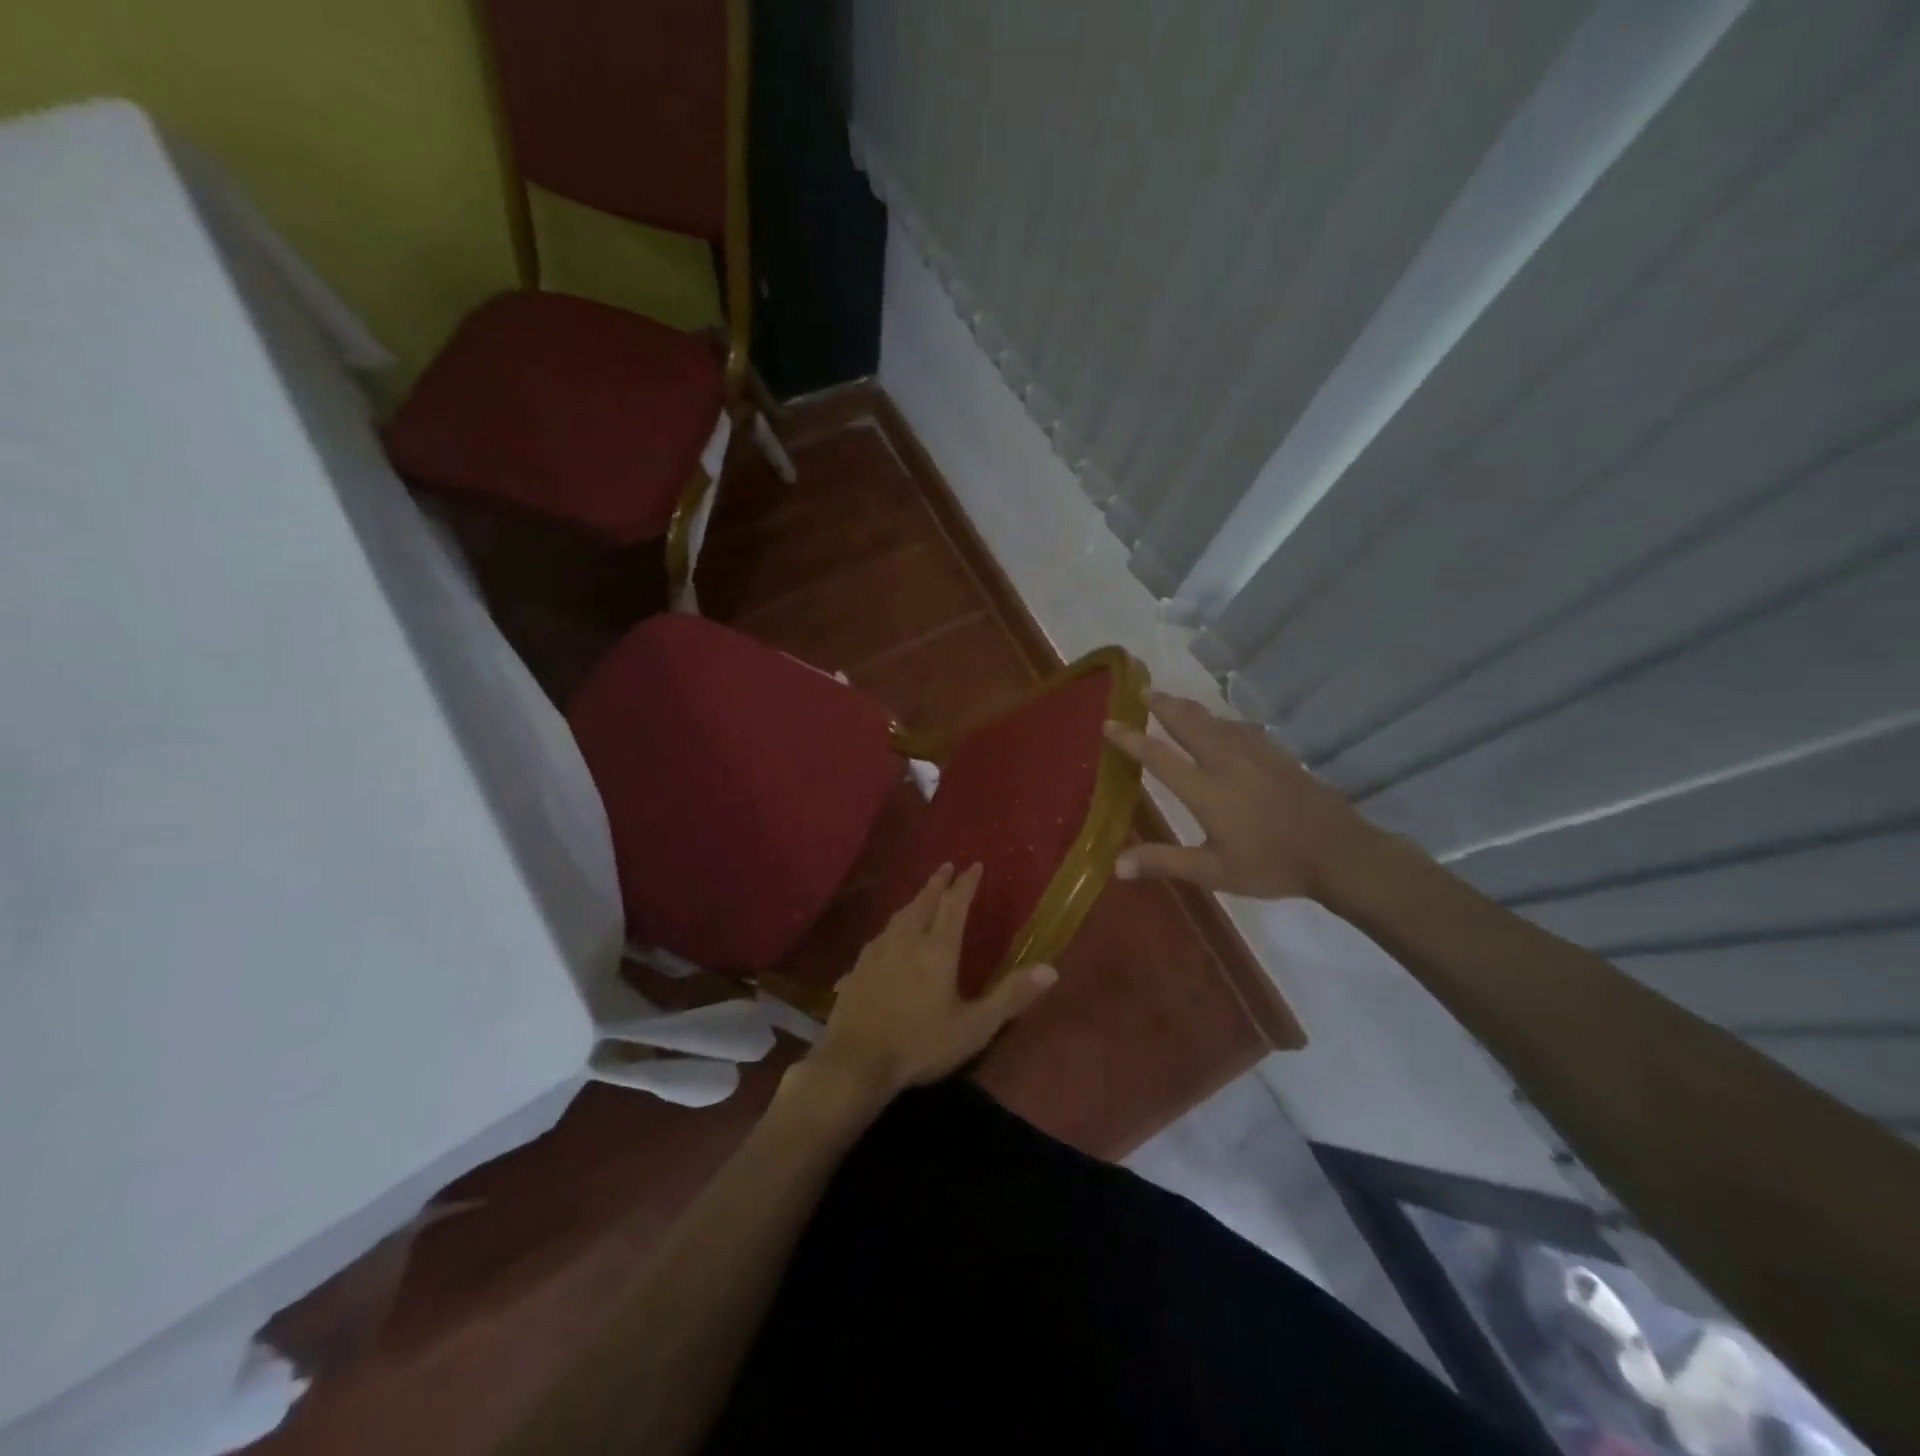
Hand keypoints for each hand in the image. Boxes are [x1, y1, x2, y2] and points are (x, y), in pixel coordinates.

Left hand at [805, 863, 1056, 1102]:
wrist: (855, 1062)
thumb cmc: (920, 1045)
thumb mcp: (974, 1027)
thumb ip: (1010, 997)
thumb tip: (1050, 969)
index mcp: (937, 950)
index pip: (954, 905)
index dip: (966, 884)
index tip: (975, 866)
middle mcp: (905, 941)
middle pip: (923, 902)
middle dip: (937, 883)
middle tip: (946, 867)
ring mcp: (876, 953)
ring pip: (898, 917)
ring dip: (914, 902)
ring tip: (922, 898)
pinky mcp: (856, 969)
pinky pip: (878, 939)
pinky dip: (891, 930)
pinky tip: (888, 940)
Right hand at [1103, 693, 1378, 900]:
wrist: (1336, 851)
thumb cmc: (1270, 864)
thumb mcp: (1213, 871)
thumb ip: (1164, 862)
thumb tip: (1115, 865)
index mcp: (1205, 789)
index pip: (1158, 756)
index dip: (1130, 738)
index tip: (1109, 722)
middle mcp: (1225, 762)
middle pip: (1187, 724)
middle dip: (1162, 706)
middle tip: (1142, 690)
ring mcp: (1254, 754)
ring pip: (1214, 721)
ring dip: (1189, 708)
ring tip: (1173, 700)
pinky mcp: (1277, 754)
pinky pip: (1241, 728)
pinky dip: (1222, 720)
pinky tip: (1223, 723)